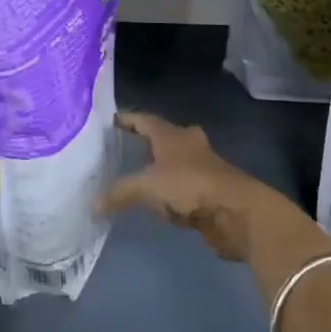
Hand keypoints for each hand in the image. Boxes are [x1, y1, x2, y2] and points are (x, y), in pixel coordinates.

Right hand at [102, 112, 330, 272]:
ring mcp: (203, 168)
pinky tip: (160, 203)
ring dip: (161, 168)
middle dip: (148, 141)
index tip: (111, 120)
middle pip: (164, 137)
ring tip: (139, 176)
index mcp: (172, 135)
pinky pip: (183, 188)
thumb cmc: (190, 186)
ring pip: (176, 163)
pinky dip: (171, 193)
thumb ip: (119, 193)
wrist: (238, 212)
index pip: (145, 119)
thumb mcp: (148, 187)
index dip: (128, 119)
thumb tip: (92, 204)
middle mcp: (188, 145)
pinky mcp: (211, 192)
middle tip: (126, 146)